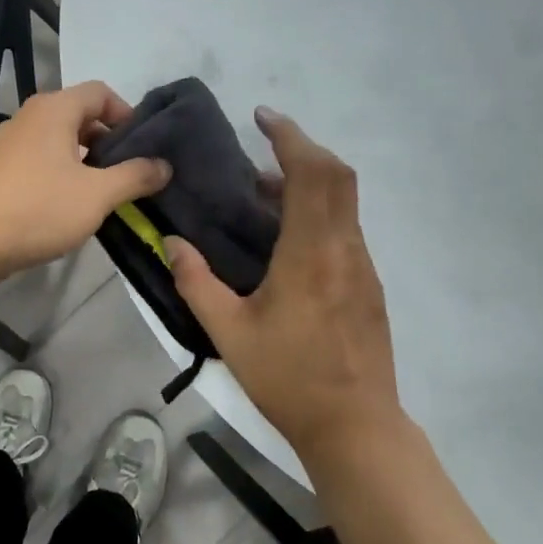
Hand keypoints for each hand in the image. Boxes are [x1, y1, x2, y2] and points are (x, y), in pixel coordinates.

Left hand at [0, 81, 170, 278]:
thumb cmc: (37, 209)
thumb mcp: (97, 194)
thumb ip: (135, 176)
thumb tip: (164, 165)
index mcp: (54, 109)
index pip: (100, 92)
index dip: (127, 114)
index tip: (144, 147)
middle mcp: (30, 117)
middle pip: (80, 115)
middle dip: (109, 141)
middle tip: (129, 173)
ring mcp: (9, 143)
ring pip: (59, 141)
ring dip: (86, 161)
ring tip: (105, 193)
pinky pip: (40, 161)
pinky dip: (61, 174)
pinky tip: (70, 207)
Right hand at [166, 109, 403, 458]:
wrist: (355, 426)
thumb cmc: (288, 378)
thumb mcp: (229, 332)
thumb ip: (196, 282)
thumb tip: (173, 242)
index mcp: (311, 252)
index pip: (311, 173)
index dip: (289, 137)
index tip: (262, 117)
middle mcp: (345, 248)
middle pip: (337, 175)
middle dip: (302, 148)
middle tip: (263, 144)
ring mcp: (363, 266)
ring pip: (344, 201)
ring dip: (310, 181)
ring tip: (263, 192)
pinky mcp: (369, 285)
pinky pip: (346, 227)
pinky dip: (319, 210)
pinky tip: (287, 237)